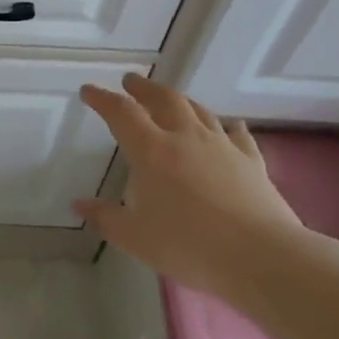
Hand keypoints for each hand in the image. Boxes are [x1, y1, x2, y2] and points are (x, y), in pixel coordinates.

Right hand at [75, 72, 300, 296]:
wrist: (260, 256)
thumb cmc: (188, 246)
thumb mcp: (135, 238)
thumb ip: (106, 218)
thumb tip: (79, 204)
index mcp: (152, 150)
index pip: (121, 113)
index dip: (103, 99)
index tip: (89, 90)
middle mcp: (185, 137)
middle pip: (163, 99)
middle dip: (143, 88)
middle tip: (131, 81)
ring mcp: (222, 145)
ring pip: (198, 110)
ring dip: (180, 100)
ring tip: (171, 99)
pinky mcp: (251, 160)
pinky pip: (237, 134)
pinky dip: (228, 126)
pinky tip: (230, 126)